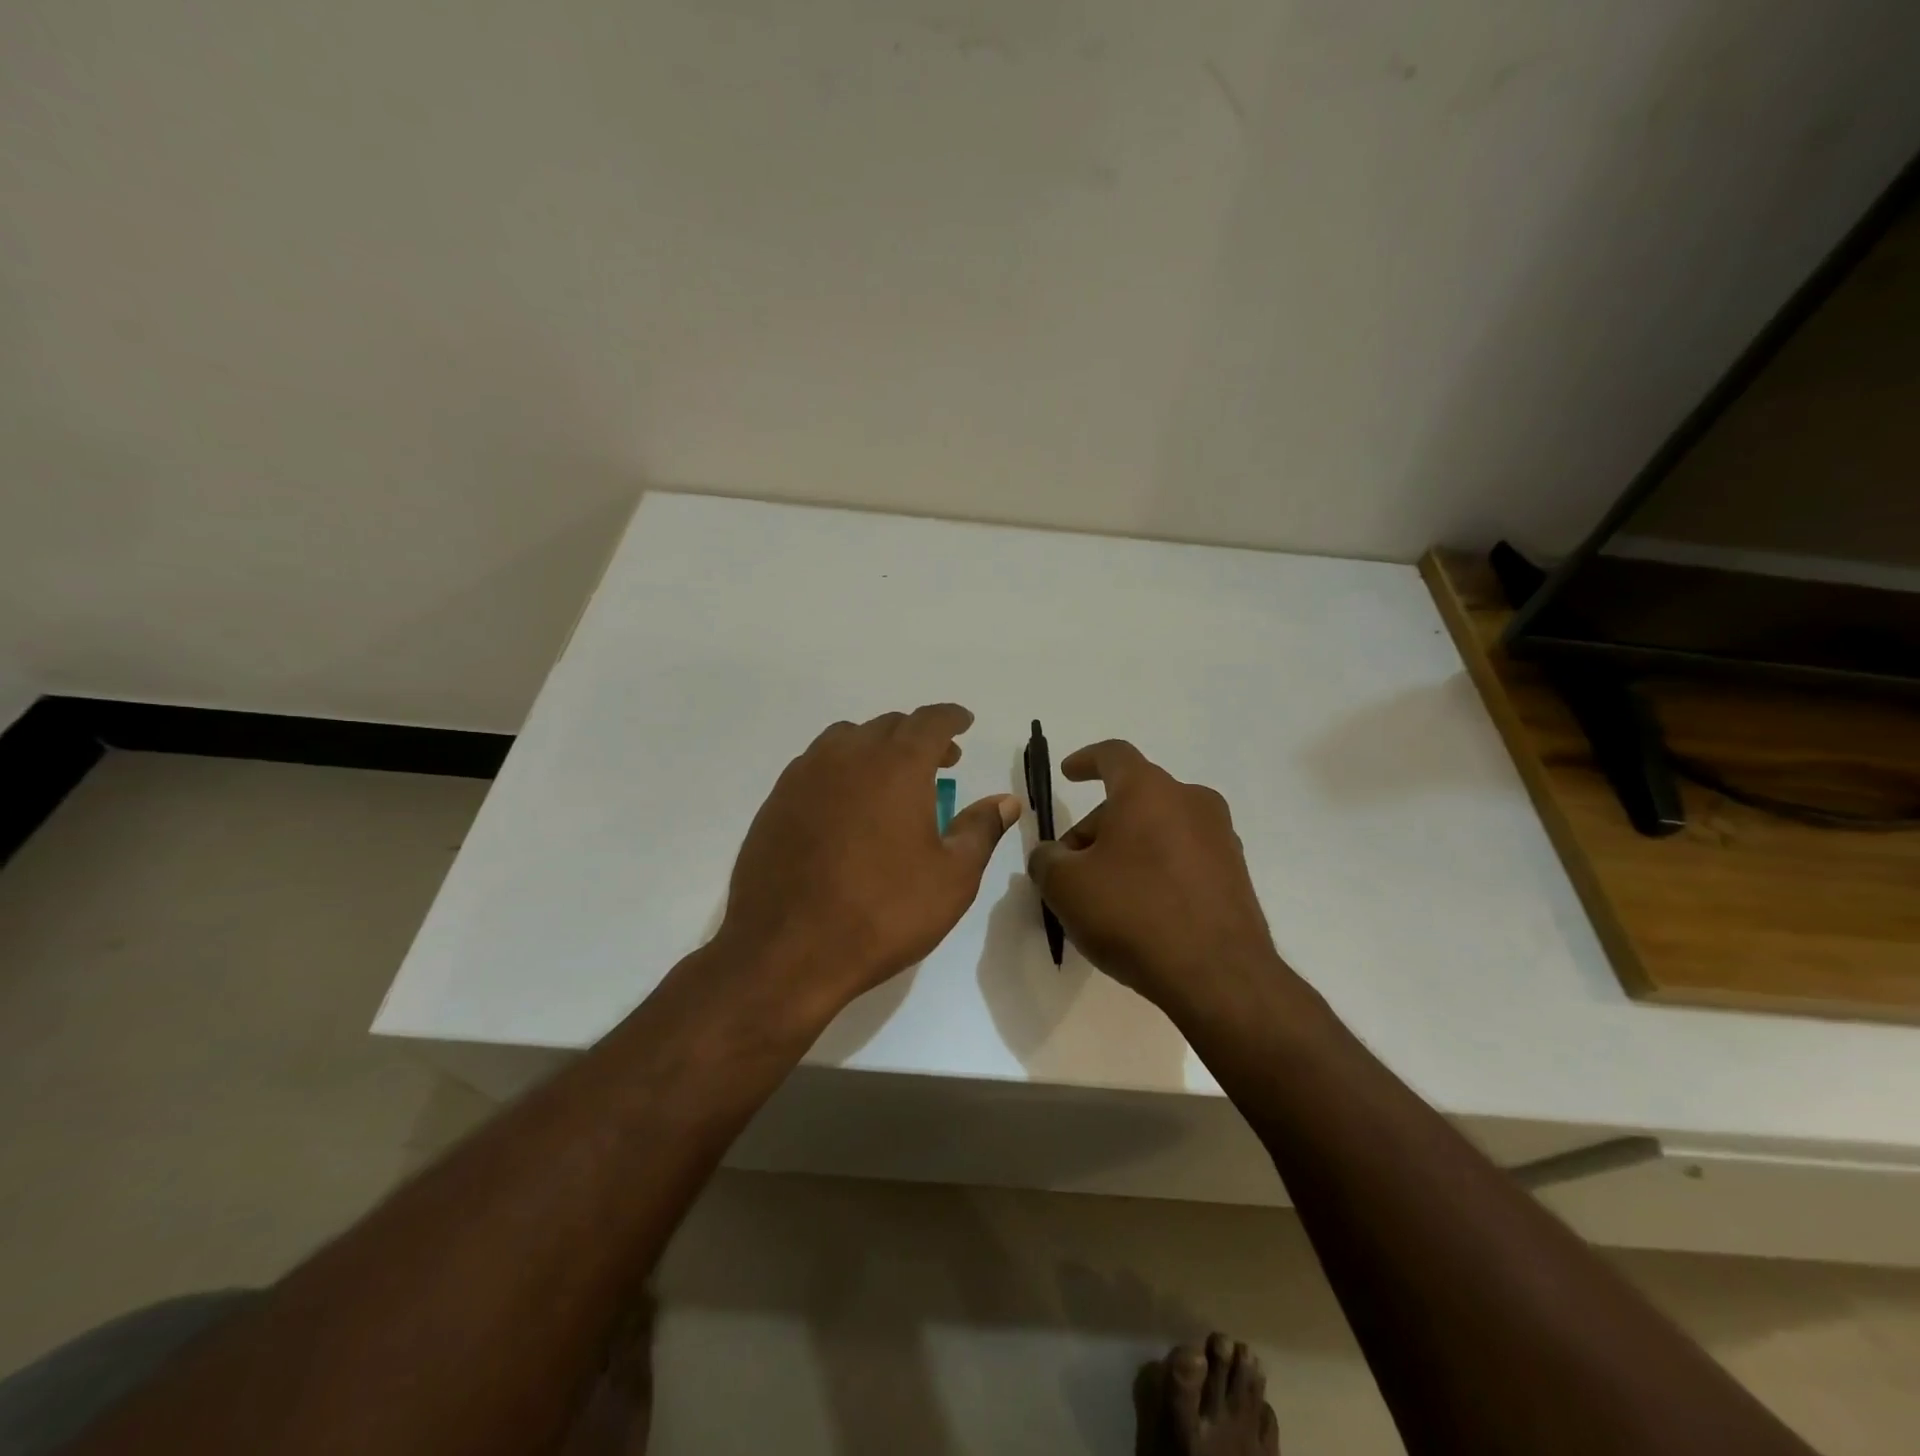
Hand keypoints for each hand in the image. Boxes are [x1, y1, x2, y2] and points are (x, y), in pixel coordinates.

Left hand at [717, 704, 1020, 1020]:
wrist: (786, 950)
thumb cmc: (882, 912)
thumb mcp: (951, 878)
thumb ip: (981, 829)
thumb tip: (1006, 800)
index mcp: (896, 765)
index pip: (930, 721)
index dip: (952, 718)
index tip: (964, 723)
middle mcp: (848, 755)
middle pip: (889, 726)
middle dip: (919, 736)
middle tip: (941, 762)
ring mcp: (805, 775)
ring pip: (847, 739)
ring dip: (877, 748)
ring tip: (892, 780)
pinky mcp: (776, 801)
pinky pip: (817, 765)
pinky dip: (842, 768)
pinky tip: (848, 805)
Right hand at [1026, 740, 1285, 1021]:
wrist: (1218, 975)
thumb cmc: (1133, 913)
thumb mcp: (1066, 886)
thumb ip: (1046, 860)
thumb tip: (1052, 856)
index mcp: (1148, 790)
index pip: (1113, 755)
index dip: (1085, 760)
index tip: (1068, 773)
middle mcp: (1191, 801)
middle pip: (1133, 798)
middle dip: (1096, 826)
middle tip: (1070, 867)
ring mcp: (1220, 837)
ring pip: (1159, 827)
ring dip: (1127, 847)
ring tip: (1104, 893)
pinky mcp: (1235, 873)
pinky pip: (1183, 856)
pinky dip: (1157, 868)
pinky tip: (1141, 909)